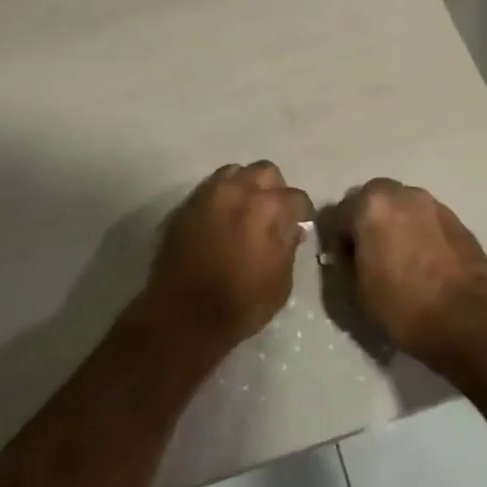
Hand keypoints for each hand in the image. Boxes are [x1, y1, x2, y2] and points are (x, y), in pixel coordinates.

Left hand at [137, 161, 311, 360]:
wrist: (183, 315)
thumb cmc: (240, 304)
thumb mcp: (280, 283)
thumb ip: (289, 247)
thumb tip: (291, 228)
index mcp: (268, 208)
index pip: (297, 197)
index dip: (302, 213)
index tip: (300, 225)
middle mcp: (239, 190)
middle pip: (266, 171)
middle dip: (274, 189)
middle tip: (273, 213)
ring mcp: (209, 194)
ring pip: (235, 172)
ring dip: (245, 186)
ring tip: (244, 210)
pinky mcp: (187, 204)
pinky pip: (210, 187)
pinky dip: (221, 196)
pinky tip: (221, 219)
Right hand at [340, 178, 486, 374]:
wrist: (466, 320)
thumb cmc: (403, 305)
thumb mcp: (357, 291)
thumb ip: (346, 263)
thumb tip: (349, 254)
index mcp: (372, 205)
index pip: (340, 213)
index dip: (339, 240)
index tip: (345, 263)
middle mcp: (402, 194)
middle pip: (374, 200)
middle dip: (368, 221)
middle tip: (371, 254)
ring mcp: (434, 204)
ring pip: (403, 207)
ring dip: (396, 224)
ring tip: (401, 258)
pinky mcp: (458, 220)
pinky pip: (427, 220)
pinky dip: (420, 233)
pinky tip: (425, 262)